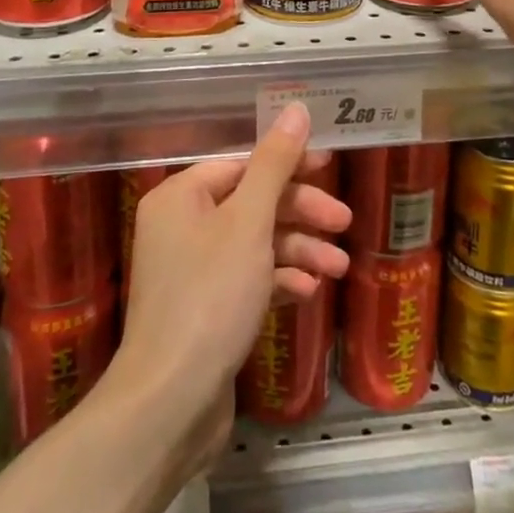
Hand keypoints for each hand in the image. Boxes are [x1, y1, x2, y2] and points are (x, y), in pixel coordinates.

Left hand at [112, 103, 349, 475]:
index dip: (289, 163)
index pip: (242, 163)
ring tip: (338, 268)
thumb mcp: (249, 221)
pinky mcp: (205, 309)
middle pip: (252, 202)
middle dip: (300, 212)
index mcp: (181, 195)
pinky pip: (248, 278)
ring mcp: (192, 270)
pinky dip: (278, 279)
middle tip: (344, 222)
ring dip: (297, 249)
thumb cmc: (210, 297)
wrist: (170, 404)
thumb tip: (296, 108)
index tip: (330, 167)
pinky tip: (308, 291)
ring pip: (255, 243)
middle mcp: (181, 225)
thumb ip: (275, 163)